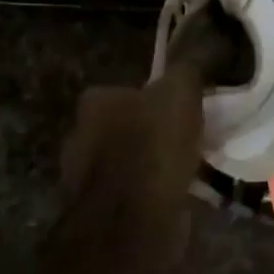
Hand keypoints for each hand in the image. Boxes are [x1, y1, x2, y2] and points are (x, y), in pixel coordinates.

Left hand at [61, 67, 204, 207]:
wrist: (135, 219)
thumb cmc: (154, 146)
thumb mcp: (181, 93)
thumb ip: (185, 71)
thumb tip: (194, 53)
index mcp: (94, 102)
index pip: (125, 90)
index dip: (155, 98)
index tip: (180, 111)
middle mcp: (79, 135)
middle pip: (123, 127)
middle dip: (149, 133)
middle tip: (185, 140)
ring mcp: (82, 177)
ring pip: (126, 162)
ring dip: (149, 165)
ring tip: (185, 170)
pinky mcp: (96, 211)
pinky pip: (130, 193)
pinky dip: (148, 193)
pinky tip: (174, 196)